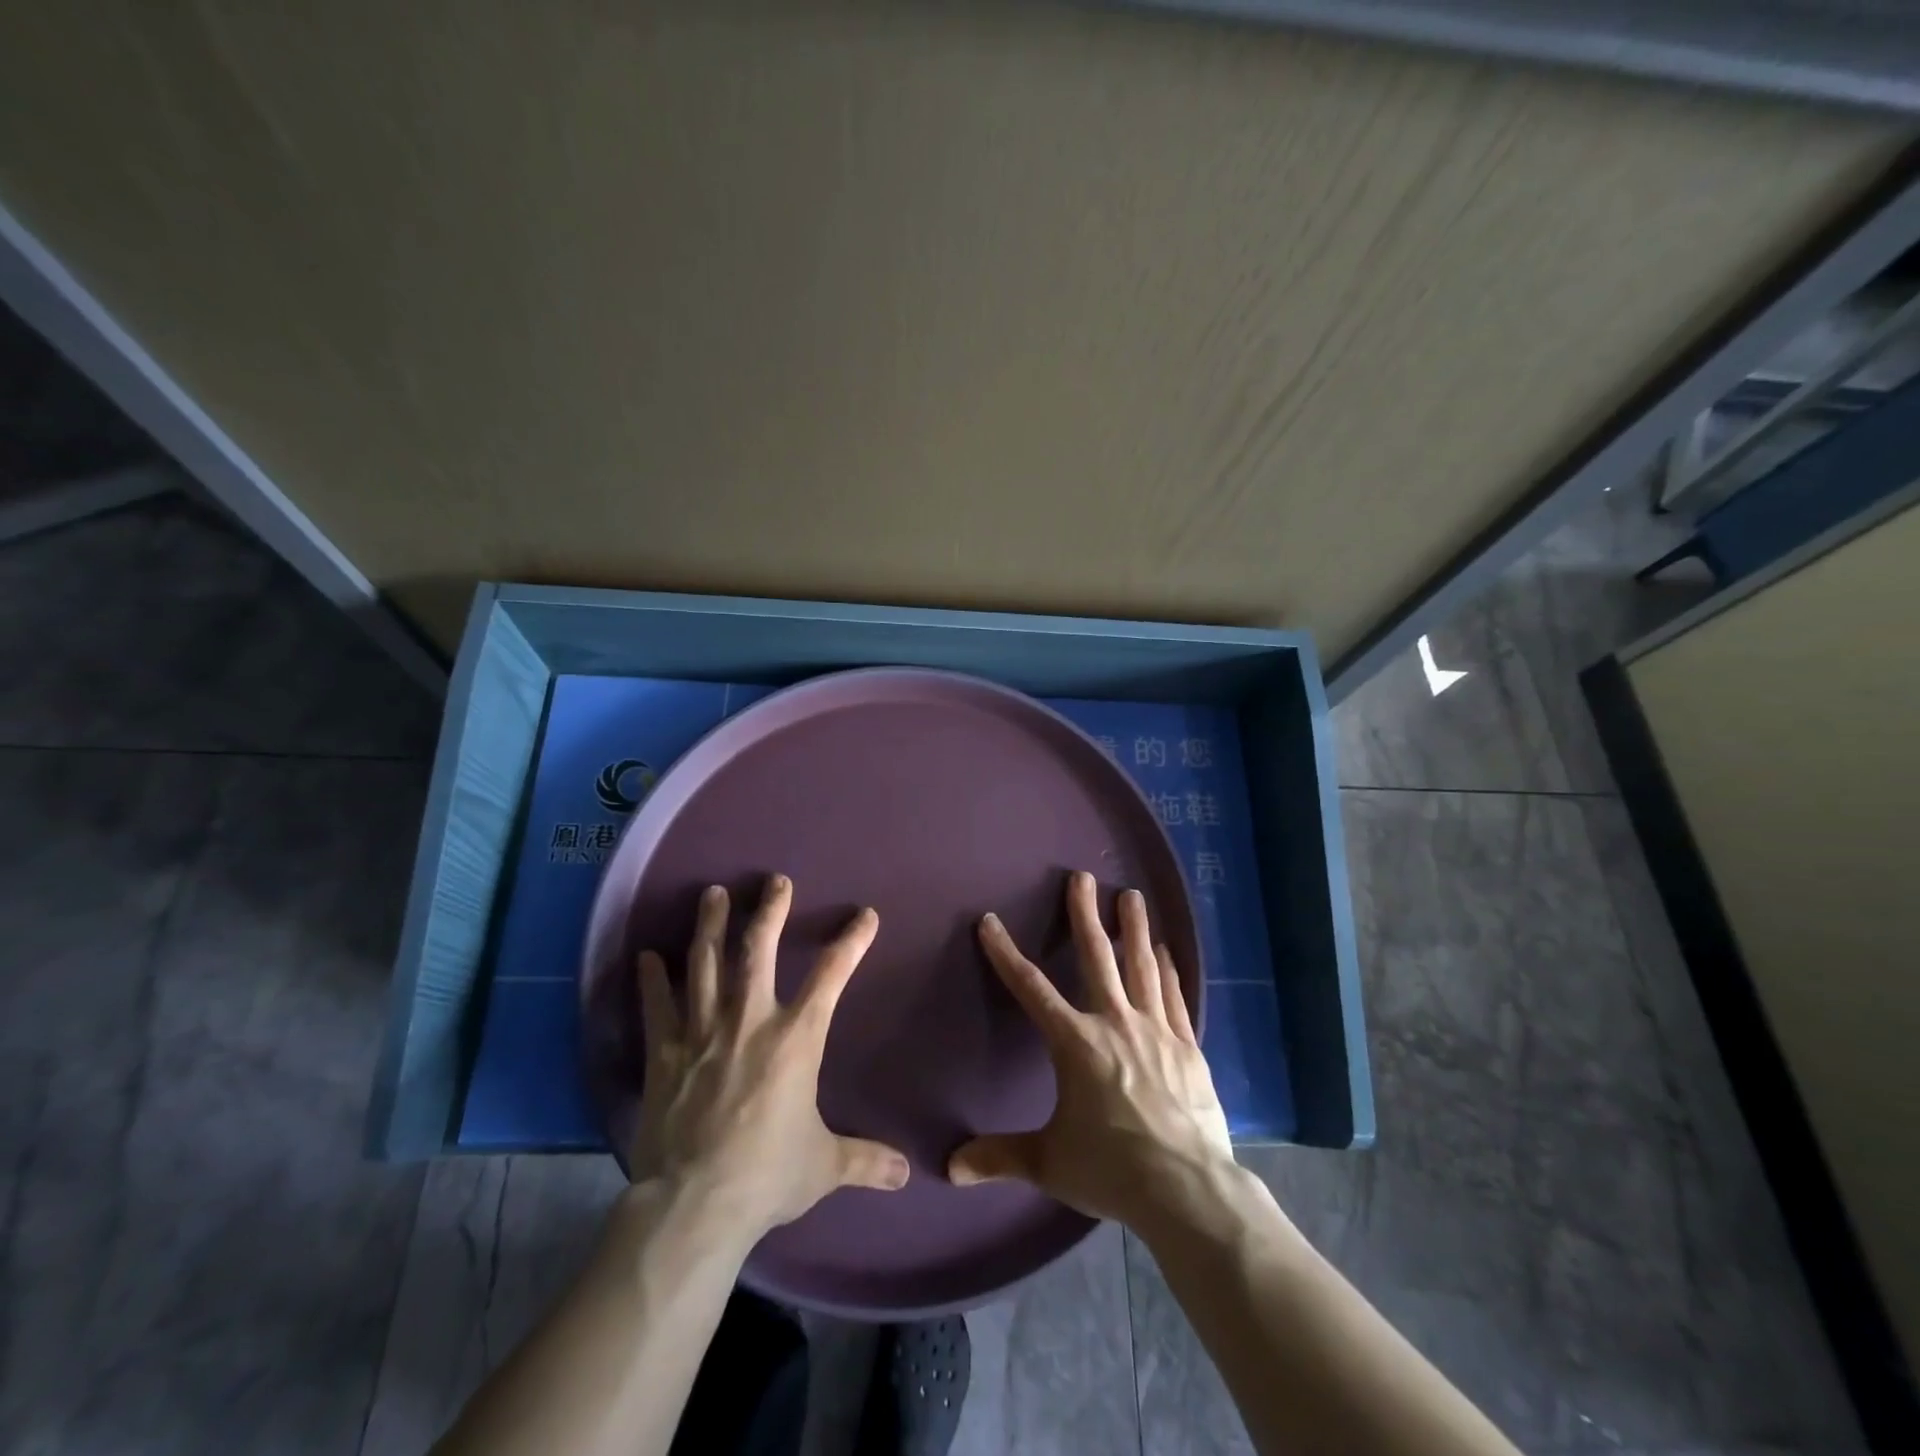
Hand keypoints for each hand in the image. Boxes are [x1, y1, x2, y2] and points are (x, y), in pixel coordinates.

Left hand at [630, 875, 909, 1251]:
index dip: (852, 942)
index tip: (865, 915)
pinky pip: (657, 1007)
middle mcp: (750, 1021)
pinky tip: (647, 955)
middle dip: (769, 911)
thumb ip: (864, 1160)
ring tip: (712, 894)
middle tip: (774, 881)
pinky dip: (652, 980)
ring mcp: (702, 1033)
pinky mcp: (664, 1054)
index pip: (832, 976)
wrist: (693, 1205)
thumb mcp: (824, 1167)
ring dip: (710, 926)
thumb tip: (905, 1175)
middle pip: (759, 950)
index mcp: (796, 1038)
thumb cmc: (766, 1176)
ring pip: (705, 964)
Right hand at [947, 871, 1232, 1229]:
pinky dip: (1167, 971)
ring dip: (1134, 928)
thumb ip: (1000, 1157)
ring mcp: (1156, 1031)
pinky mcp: (1187, 1047)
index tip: (990, 922)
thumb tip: (949, 1168)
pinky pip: (1173, 997)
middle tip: (1083, 877)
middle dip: (1085, 915)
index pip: (1031, 989)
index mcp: (1076, 1043)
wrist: (1188, 1190)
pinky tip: (1165, 951)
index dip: (1006, 953)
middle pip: (1097, 957)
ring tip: (1132, 895)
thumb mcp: (1049, 1162)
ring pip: (1141, 967)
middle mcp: (1115, 1023)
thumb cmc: (1112, 1169)